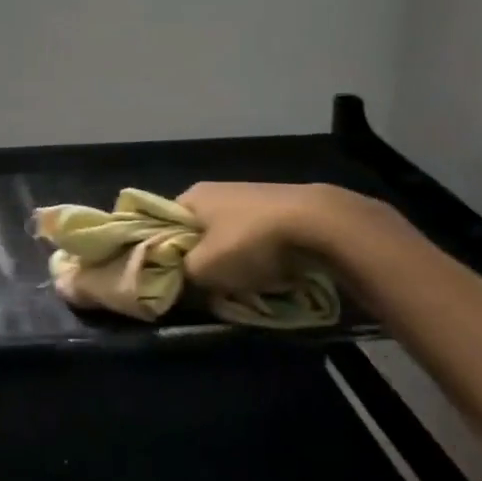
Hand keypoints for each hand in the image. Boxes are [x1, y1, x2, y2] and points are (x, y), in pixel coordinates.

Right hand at [178, 181, 400, 293]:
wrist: (318, 223)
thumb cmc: (248, 241)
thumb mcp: (204, 268)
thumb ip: (182, 276)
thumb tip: (179, 282)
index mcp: (191, 196)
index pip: (163, 225)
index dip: (165, 253)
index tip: (173, 278)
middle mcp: (216, 191)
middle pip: (197, 233)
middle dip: (203, 261)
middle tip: (208, 288)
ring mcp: (249, 197)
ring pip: (228, 239)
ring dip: (233, 263)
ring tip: (242, 286)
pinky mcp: (278, 209)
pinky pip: (257, 240)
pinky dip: (259, 258)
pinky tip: (269, 275)